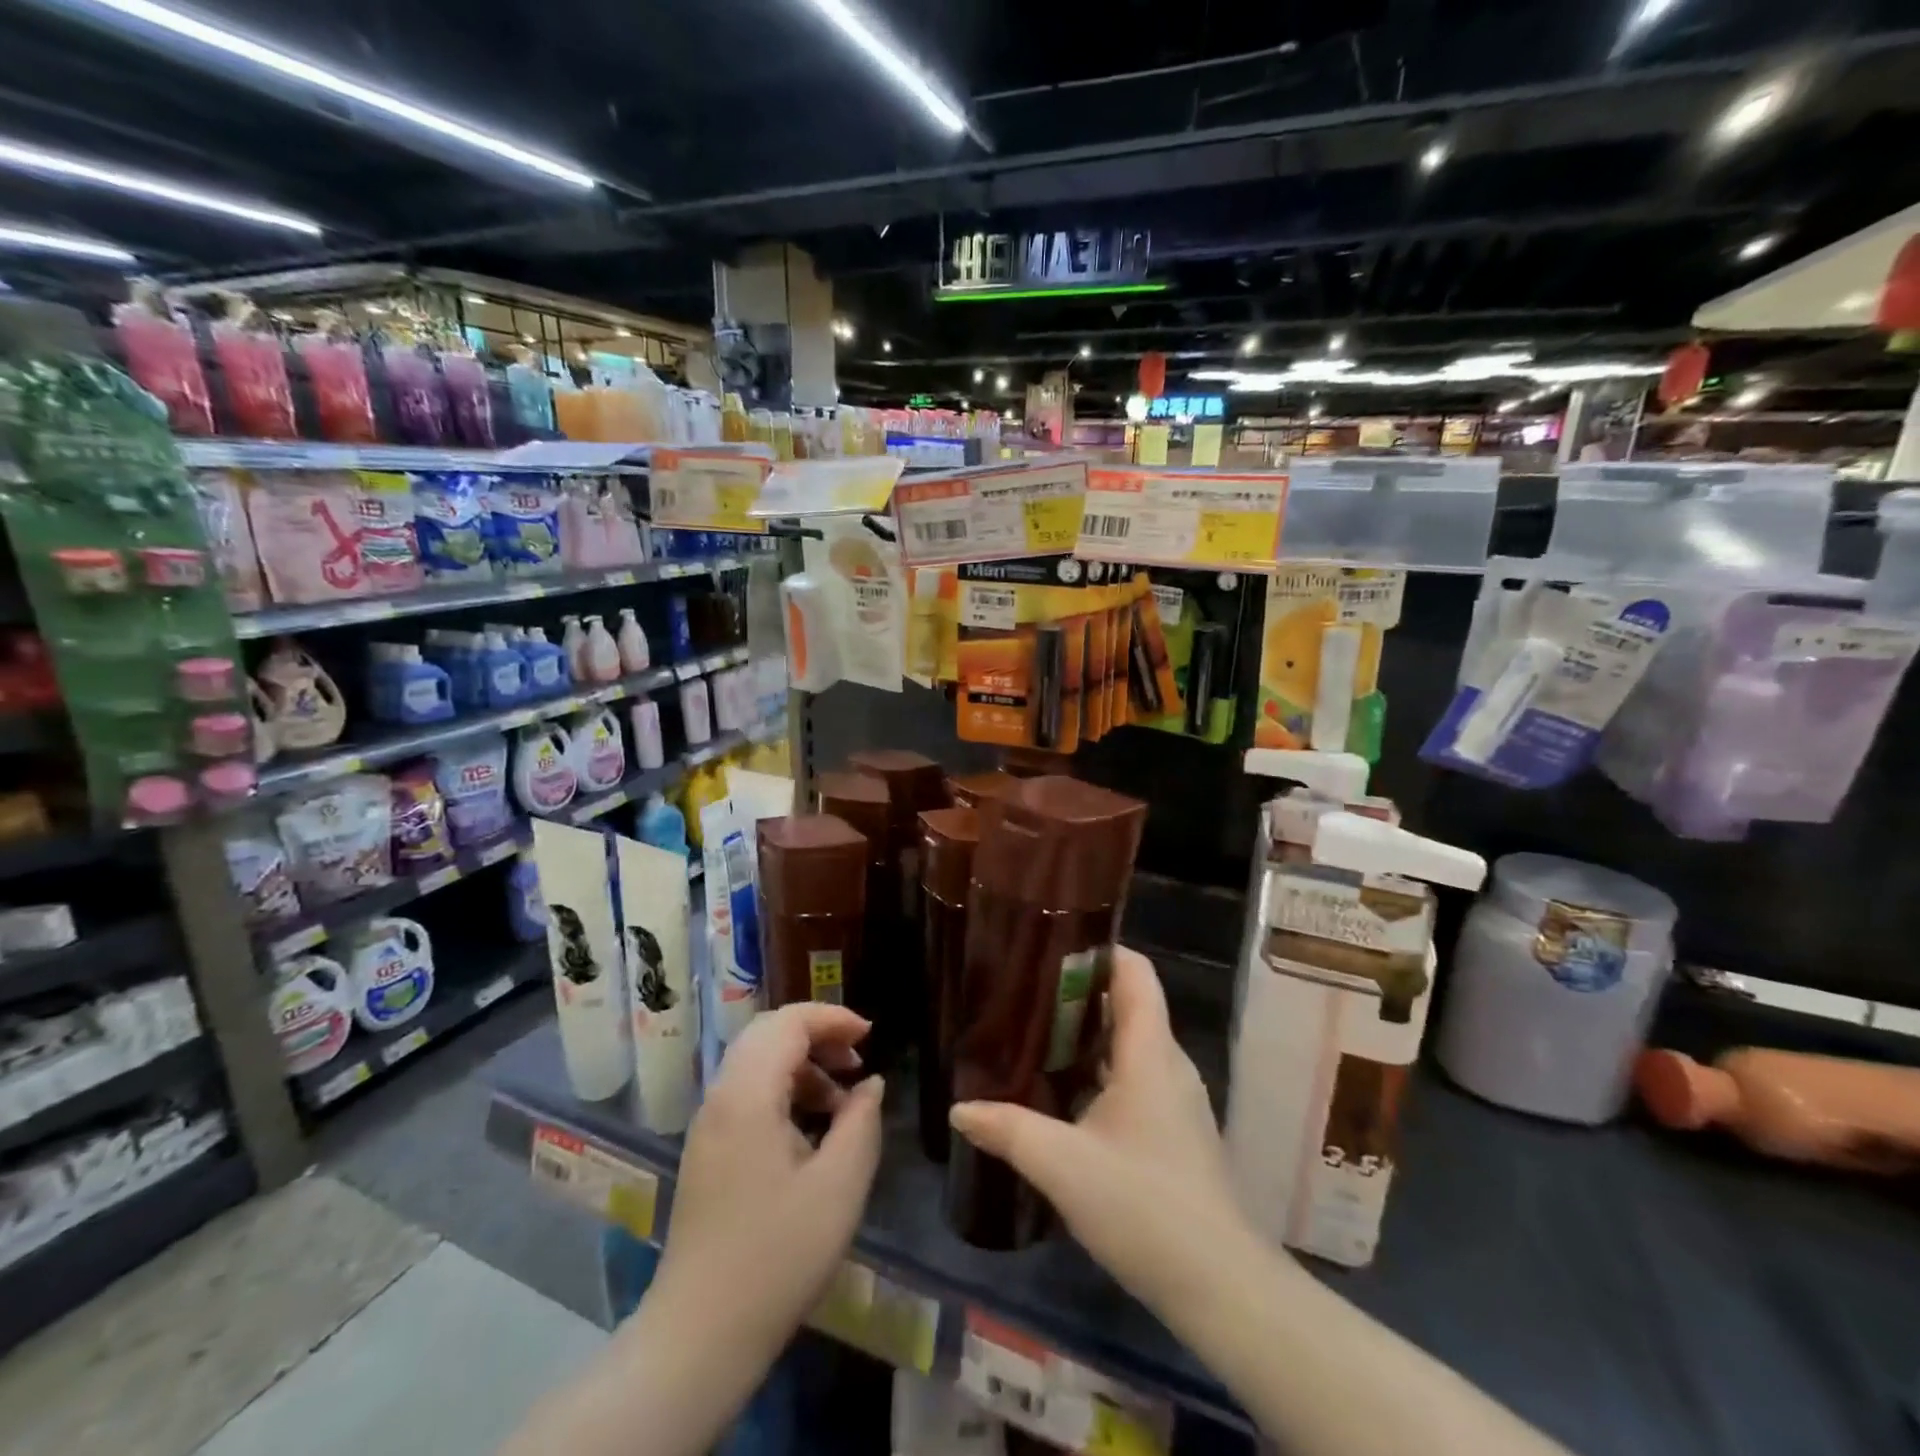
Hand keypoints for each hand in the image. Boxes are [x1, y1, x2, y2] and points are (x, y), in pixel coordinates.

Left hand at [655, 1003, 884, 1360]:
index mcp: (747, 1095)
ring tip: (842, 1099)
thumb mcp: (840, 1186)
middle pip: (768, 1033)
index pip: (788, 1023)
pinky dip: (782, 1089)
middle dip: (817, 1034)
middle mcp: (720, 1097)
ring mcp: (708, 1125)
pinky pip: (746, 1093)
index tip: (871, 1036)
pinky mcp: (706, 1151)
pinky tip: (811, 1129)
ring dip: (801, 1064)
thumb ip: (862, 1121)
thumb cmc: (778, 1255)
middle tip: (857, 1060)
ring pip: (756, 1062)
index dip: (832, 1018)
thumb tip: (869, 1084)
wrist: (700, 1335)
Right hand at [949, 947, 1252, 1313]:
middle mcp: (1168, 1064)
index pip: (1135, 972)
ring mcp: (1177, 1099)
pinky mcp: (1176, 1131)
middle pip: (1129, 1004)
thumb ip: (1009, 1130)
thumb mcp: (1063, 1165)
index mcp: (1150, 1052)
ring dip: (1088, 1035)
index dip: (1099, 950)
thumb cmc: (1143, 1206)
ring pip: (1131, 1044)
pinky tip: (1065, 1094)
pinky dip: (1101, 1070)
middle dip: (1080, 993)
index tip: (1051, 947)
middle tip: (1026, 992)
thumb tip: (959, 1109)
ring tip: (1035, 1036)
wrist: (1219, 1286)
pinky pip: (1136, 1077)